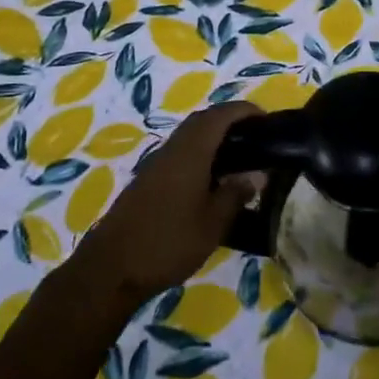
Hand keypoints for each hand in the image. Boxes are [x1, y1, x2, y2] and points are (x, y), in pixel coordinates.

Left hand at [68, 102, 264, 306]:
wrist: (112, 267)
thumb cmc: (167, 243)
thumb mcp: (212, 224)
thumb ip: (235, 194)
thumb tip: (256, 175)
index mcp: (190, 152)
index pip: (220, 116)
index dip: (244, 111)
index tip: (267, 119)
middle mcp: (172, 149)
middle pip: (202, 120)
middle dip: (229, 120)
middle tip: (256, 136)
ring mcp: (157, 163)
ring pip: (189, 135)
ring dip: (213, 136)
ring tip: (240, 156)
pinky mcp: (148, 179)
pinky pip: (179, 152)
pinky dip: (199, 153)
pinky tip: (211, 178)